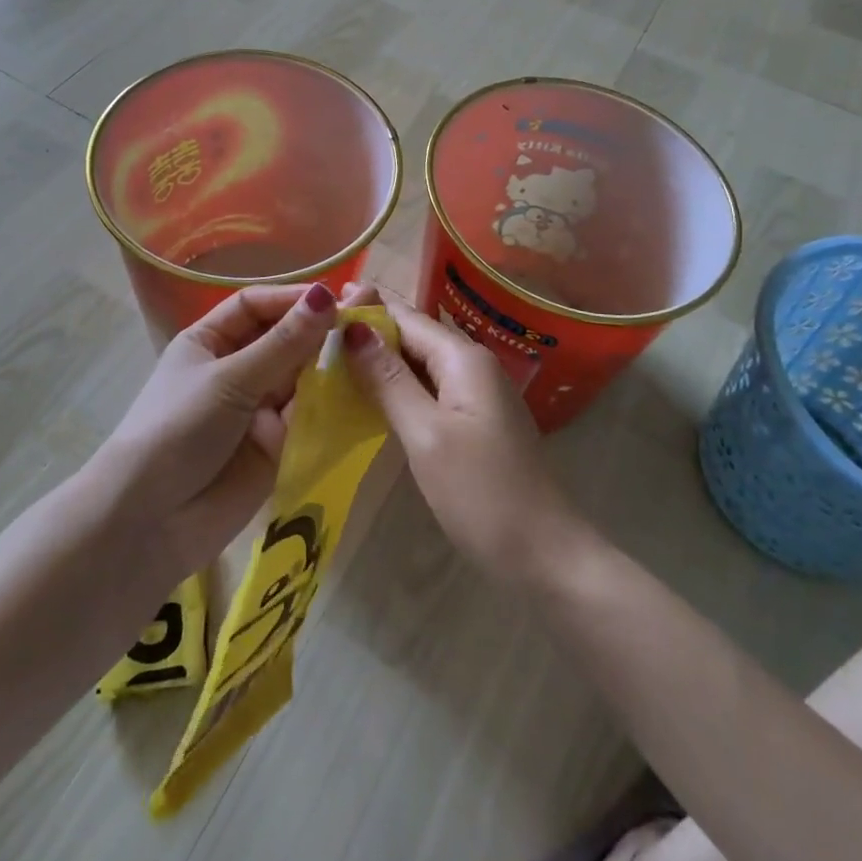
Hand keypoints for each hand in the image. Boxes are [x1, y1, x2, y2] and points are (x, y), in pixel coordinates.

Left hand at [95, 282, 337, 575]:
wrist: (150, 522)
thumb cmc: (178, 429)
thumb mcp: (230, 380)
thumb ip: (283, 343)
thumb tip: (325, 295)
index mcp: (209, 342)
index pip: (255, 306)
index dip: (290, 299)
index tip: (333, 298)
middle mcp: (234, 369)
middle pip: (282, 340)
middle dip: (316, 332)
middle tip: (364, 324)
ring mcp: (256, 408)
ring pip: (300, 377)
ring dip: (327, 367)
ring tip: (367, 356)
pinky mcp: (276, 445)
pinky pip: (307, 416)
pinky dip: (329, 404)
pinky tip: (360, 391)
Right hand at [343, 289, 589, 582]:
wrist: (544, 555)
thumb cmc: (481, 492)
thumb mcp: (426, 433)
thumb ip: (388, 379)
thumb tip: (353, 329)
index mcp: (463, 357)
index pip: (405, 316)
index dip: (365, 307)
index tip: (321, 305)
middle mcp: (472, 364)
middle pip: (413, 335)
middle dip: (370, 330)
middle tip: (316, 331)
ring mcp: (476, 394)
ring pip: (420, 362)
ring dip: (381, 358)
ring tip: (333, 356)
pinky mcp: (474, 420)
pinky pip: (429, 387)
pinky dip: (398, 384)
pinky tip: (370, 393)